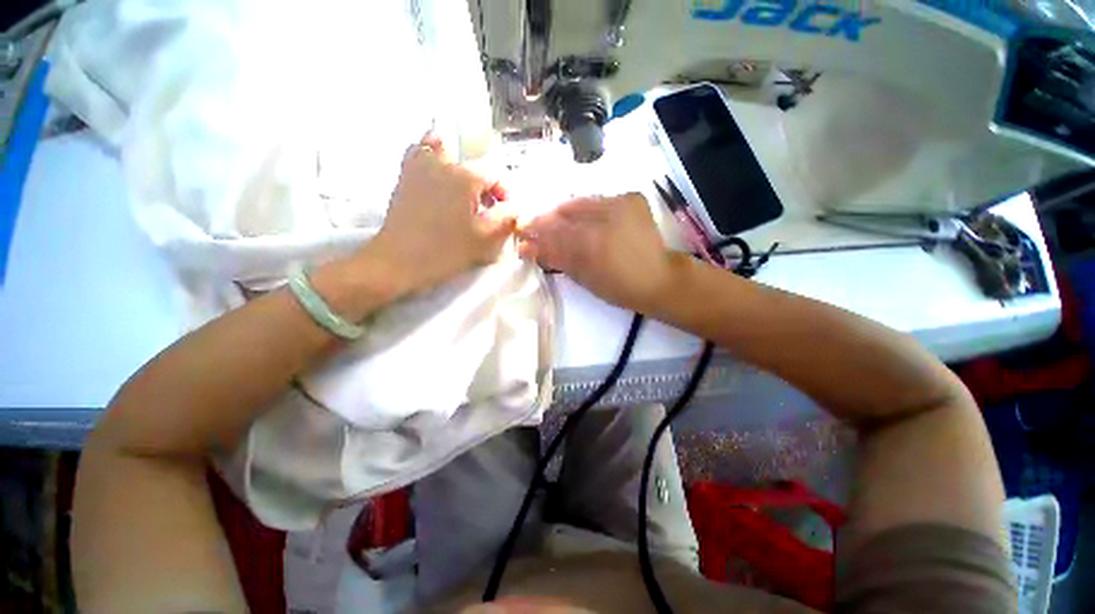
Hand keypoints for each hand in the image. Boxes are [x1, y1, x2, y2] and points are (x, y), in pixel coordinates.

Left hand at [364, 134, 515, 294]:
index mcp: (466, 177)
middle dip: (484, 186)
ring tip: (461, 187)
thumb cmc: (446, 251)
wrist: (399, 260)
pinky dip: (429, 156)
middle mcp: (443, 163)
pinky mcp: (404, 176)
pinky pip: (418, 153)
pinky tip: (435, 175)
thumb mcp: (484, 239)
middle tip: (485, 210)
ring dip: (456, 163)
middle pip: (472, 166)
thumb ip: (506, 219)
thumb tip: (515, 207)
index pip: (495, 176)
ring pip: (442, 147)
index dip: (505, 195)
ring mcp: (419, 166)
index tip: (506, 214)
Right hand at [517, 193, 686, 312]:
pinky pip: (600, 200)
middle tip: (536, 226)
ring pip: (581, 202)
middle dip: (548, 219)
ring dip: (566, 213)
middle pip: (564, 211)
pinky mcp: (632, 198)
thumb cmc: (619, 287)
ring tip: (558, 223)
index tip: (522, 233)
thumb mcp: (583, 277)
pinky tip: (586, 220)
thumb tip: (528, 247)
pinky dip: (588, 209)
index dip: (535, 230)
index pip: (553, 230)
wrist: (658, 278)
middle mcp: (604, 215)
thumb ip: (555, 257)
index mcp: (591, 242)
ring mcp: (621, 202)